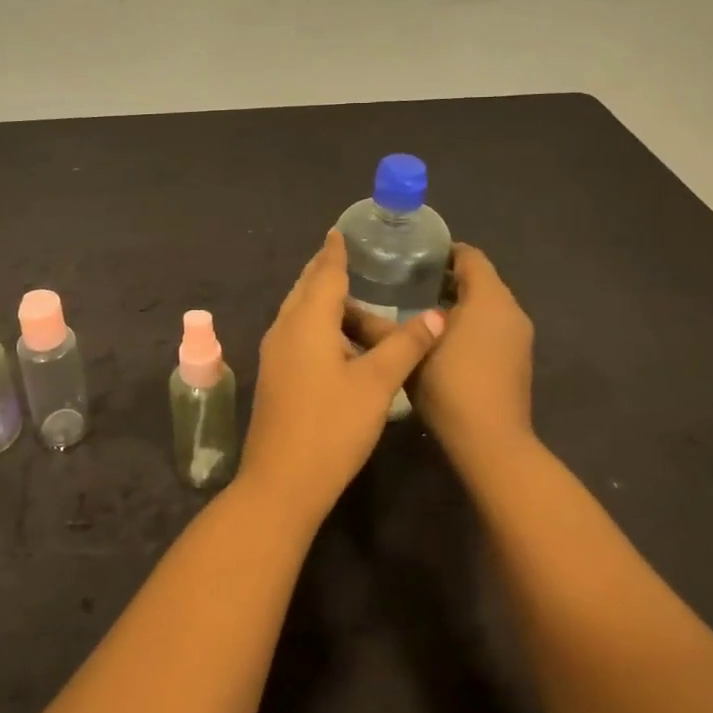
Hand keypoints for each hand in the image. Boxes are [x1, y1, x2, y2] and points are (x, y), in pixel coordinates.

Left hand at [240, 230, 445, 526]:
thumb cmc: (332, 427)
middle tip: (348, 255)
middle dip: (325, 270)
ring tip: (349, 294)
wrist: (281, 482)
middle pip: (306, 288)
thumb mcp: (377, 384)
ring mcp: (275, 354)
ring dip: (321, 298)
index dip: (335, 252)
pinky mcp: (276, 376)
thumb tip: (436, 315)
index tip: (340, 230)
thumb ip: (405, 345)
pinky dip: (316, 322)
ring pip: (298, 312)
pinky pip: (296, 333)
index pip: (324, 274)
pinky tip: (336, 338)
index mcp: (307, 322)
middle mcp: (284, 329)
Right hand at [350, 242, 532, 458]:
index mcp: (489, 298)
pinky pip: (491, 327)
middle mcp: (510, 311)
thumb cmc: (450, 386)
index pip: (470, 256)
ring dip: (456, 303)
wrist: (491, 444)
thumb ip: (375, 327)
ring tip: (414, 310)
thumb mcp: (406, 353)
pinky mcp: (516, 361)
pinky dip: (468, 324)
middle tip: (405, 281)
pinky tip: (437, 341)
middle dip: (445, 278)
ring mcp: (518, 338)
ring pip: (485, 306)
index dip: (442, 251)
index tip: (411, 256)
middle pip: (479, 280)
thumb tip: (343, 308)